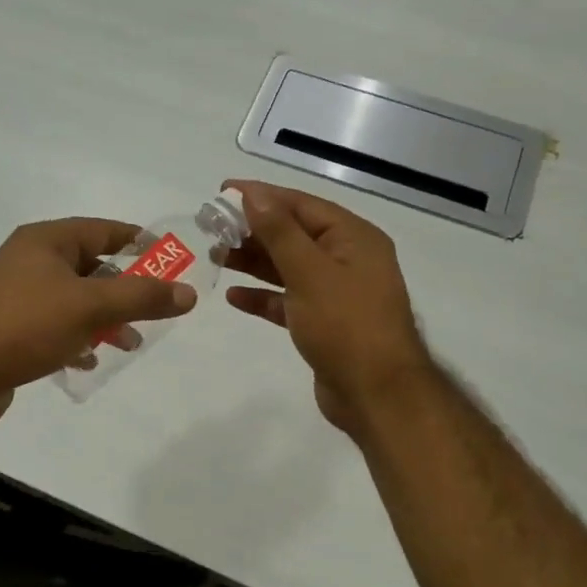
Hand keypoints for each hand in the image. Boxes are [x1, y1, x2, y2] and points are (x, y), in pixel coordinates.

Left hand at [0, 217, 196, 427]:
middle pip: (90, 267)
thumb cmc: (24, 324)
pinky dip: (77, 339)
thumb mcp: (90, 306)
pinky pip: (54, 328)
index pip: (102, 230)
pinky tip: (90, 359)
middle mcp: (30, 262)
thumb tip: (188, 293)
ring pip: (74, 301)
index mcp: (46, 241)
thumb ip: (141, 297)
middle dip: (125, 289)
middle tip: (156, 309)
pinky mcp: (10, 331)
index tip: (169, 260)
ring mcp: (17, 298)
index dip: (138, 242)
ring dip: (104, 319)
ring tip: (130, 343)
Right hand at [222, 180, 432, 434]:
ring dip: (254, 262)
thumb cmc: (345, 325)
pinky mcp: (323, 323)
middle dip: (253, 230)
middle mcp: (347, 259)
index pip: (301, 205)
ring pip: (288, 267)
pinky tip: (234, 297)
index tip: (222, 192)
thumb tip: (253, 193)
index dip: (262, 196)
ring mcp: (336, 293)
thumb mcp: (309, 272)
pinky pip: (288, 300)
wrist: (376, 394)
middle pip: (294, 234)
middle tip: (211, 229)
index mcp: (353, 238)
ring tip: (216, 257)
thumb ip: (279, 231)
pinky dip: (263, 297)